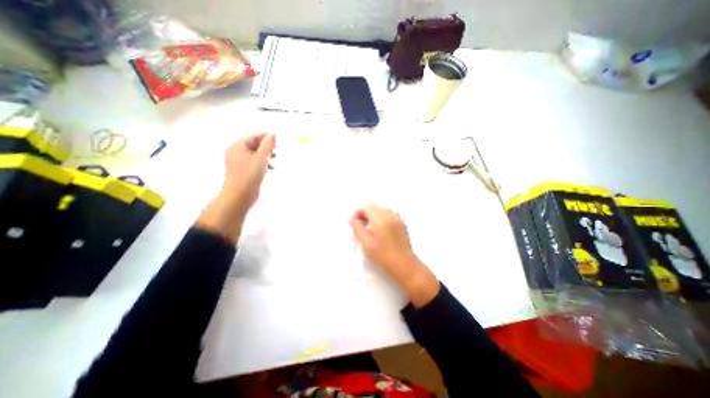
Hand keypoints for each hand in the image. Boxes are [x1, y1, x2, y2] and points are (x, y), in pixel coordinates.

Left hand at [195, 134, 274, 243]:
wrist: (240, 195)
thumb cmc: (250, 174)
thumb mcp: (261, 158)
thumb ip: (267, 145)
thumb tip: (272, 135)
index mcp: (237, 146)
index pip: (253, 136)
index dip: (266, 136)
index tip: (278, 139)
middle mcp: (236, 152)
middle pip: (254, 144)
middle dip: (267, 146)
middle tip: (278, 149)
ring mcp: (239, 162)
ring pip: (255, 154)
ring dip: (266, 155)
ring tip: (275, 159)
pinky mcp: (243, 170)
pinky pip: (254, 162)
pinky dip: (263, 162)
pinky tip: (271, 167)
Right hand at [349, 206, 437, 307]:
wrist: (404, 264)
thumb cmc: (383, 256)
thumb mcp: (366, 243)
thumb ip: (357, 228)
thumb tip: (352, 219)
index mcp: (380, 219)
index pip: (367, 207)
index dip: (358, 212)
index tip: (353, 222)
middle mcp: (390, 215)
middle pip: (374, 207)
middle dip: (365, 213)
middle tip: (359, 225)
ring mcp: (398, 219)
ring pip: (382, 210)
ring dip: (373, 215)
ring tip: (369, 227)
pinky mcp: (402, 224)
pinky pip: (390, 214)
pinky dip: (382, 217)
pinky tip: (380, 229)